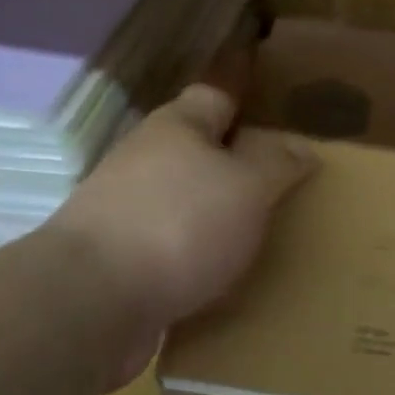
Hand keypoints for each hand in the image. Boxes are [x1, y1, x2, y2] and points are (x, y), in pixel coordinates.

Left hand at [53, 84, 314, 364]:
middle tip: (281, 184)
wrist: (93, 300)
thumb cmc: (180, 224)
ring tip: (258, 235)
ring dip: (214, 214)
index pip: (215, 95)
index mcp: (176, 127)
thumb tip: (301, 147)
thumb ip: (277, 164)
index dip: (247, 98)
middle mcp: (144, 159)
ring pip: (182, 200)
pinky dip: (195, 255)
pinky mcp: (117, 257)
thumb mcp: (247, 186)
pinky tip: (221, 276)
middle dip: (234, 164)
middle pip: (197, 151)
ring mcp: (124, 209)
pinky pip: (169, 246)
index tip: (278, 113)